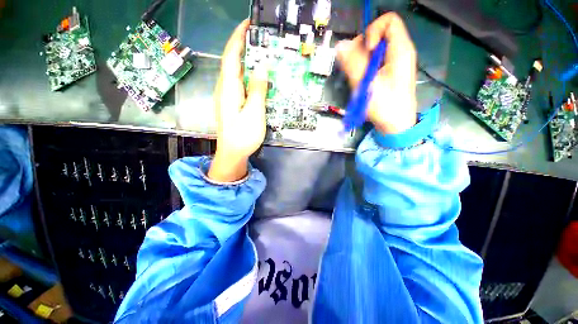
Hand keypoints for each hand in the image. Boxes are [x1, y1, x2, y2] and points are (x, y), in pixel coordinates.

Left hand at [208, 19, 268, 181]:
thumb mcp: (254, 113)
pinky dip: (250, 77)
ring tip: (263, 55)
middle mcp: (226, 89)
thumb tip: (262, 67)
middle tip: (262, 39)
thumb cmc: (243, 135)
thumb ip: (258, 90)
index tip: (248, 23)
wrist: (232, 153)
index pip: (231, 56)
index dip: (238, 38)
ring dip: (248, 62)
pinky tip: (259, 79)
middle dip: (244, 47)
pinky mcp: (233, 104)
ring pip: (237, 73)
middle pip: (233, 62)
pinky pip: (241, 85)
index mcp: (229, 89)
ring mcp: (228, 97)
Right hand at [336, 13, 416, 134]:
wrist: (395, 125)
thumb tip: (340, 45)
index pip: (388, 21)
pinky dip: (363, 70)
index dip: (372, 31)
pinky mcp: (387, 73)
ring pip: (372, 51)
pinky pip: (372, 63)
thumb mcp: (367, 85)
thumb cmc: (386, 107)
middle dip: (362, 50)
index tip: (365, 50)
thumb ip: (353, 64)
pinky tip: (362, 83)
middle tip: (356, 70)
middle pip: (377, 36)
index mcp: (400, 50)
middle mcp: (398, 52)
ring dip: (360, 63)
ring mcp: (392, 63)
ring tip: (359, 80)